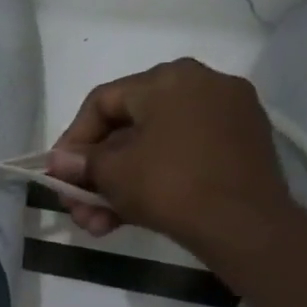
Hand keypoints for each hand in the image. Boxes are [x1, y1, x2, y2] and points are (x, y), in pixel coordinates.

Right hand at [44, 58, 293, 253]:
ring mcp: (229, 116)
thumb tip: (59, 161)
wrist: (247, 227)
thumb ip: (80, 162)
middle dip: (96, 173)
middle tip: (77, 206)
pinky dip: (155, 181)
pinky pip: (184, 156)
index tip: (58, 173)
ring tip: (99, 225)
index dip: (72, 140)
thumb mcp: (110, 173)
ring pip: (154, 148)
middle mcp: (202, 85)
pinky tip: (129, 216)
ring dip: (120, 185)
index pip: (102, 103)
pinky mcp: (244, 146)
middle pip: (128, 129)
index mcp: (168, 79)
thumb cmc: (170, 185)